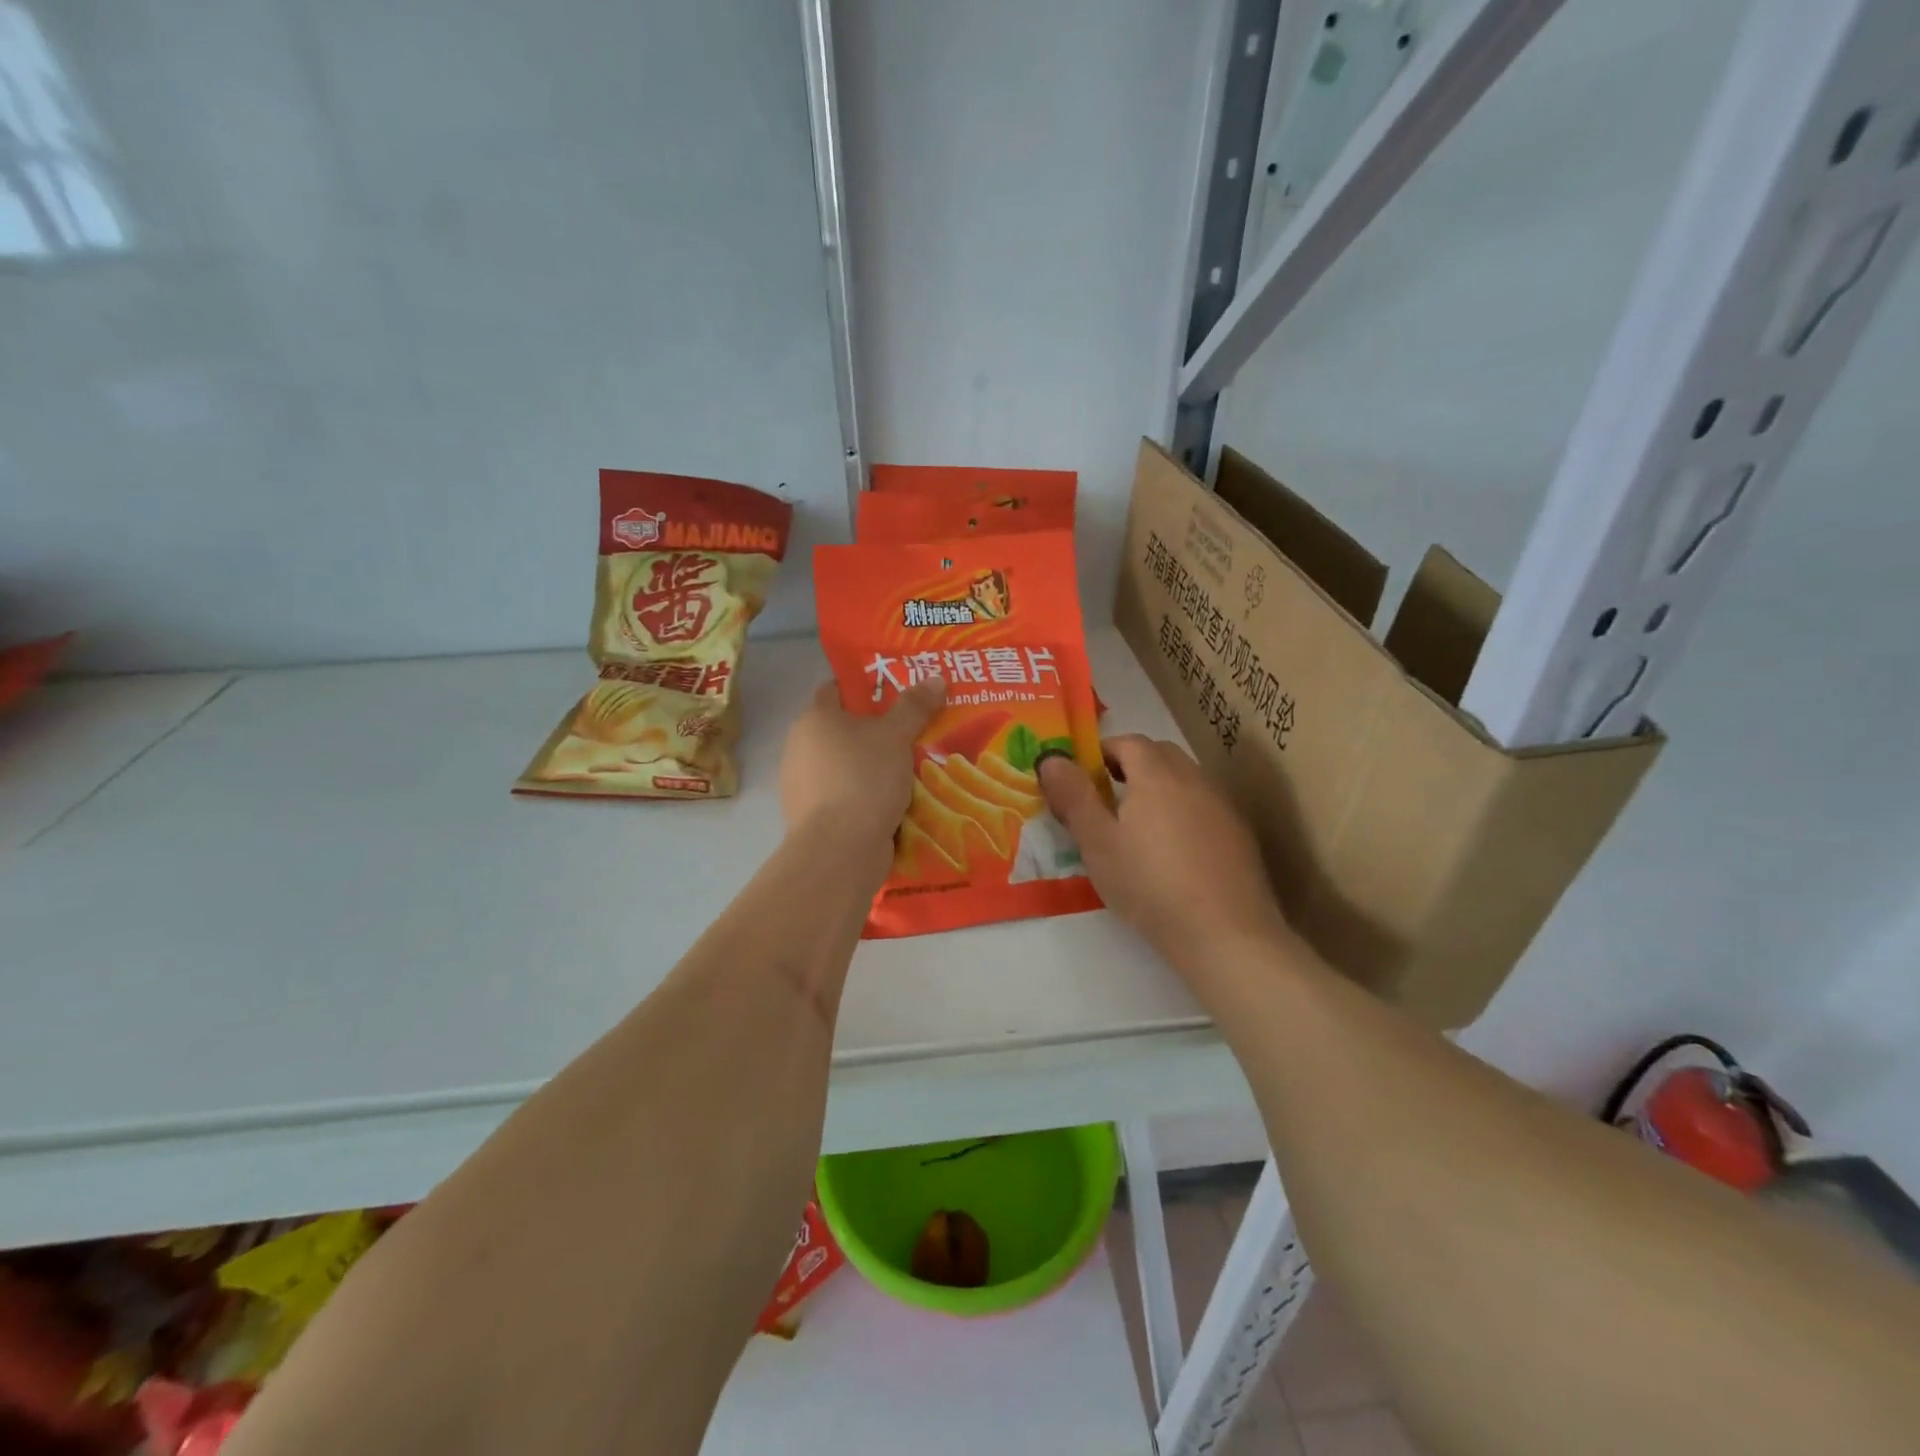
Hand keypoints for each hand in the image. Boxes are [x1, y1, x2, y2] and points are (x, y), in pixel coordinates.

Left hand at [781, 676, 946, 848]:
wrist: (839, 850)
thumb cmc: (864, 778)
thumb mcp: (896, 736)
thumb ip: (914, 706)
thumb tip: (936, 677)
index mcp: (814, 719)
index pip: (836, 689)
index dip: (865, 686)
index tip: (897, 691)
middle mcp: (800, 747)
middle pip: (842, 730)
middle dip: (875, 731)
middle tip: (913, 731)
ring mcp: (802, 785)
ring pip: (845, 766)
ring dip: (872, 767)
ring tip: (910, 769)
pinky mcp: (812, 818)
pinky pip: (845, 796)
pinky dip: (865, 796)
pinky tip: (894, 803)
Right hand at [1038, 735, 1288, 976]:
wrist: (1225, 934)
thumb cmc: (1149, 884)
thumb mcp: (1097, 843)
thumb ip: (1073, 796)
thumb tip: (1050, 758)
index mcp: (1156, 774)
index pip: (1128, 742)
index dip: (1102, 752)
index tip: (1083, 777)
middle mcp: (1194, 779)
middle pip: (1160, 754)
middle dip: (1131, 765)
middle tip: (1107, 797)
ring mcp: (1223, 806)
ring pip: (1185, 780)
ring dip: (1159, 788)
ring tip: (1138, 826)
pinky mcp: (1240, 835)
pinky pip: (1204, 807)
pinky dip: (1184, 813)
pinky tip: (1175, 852)